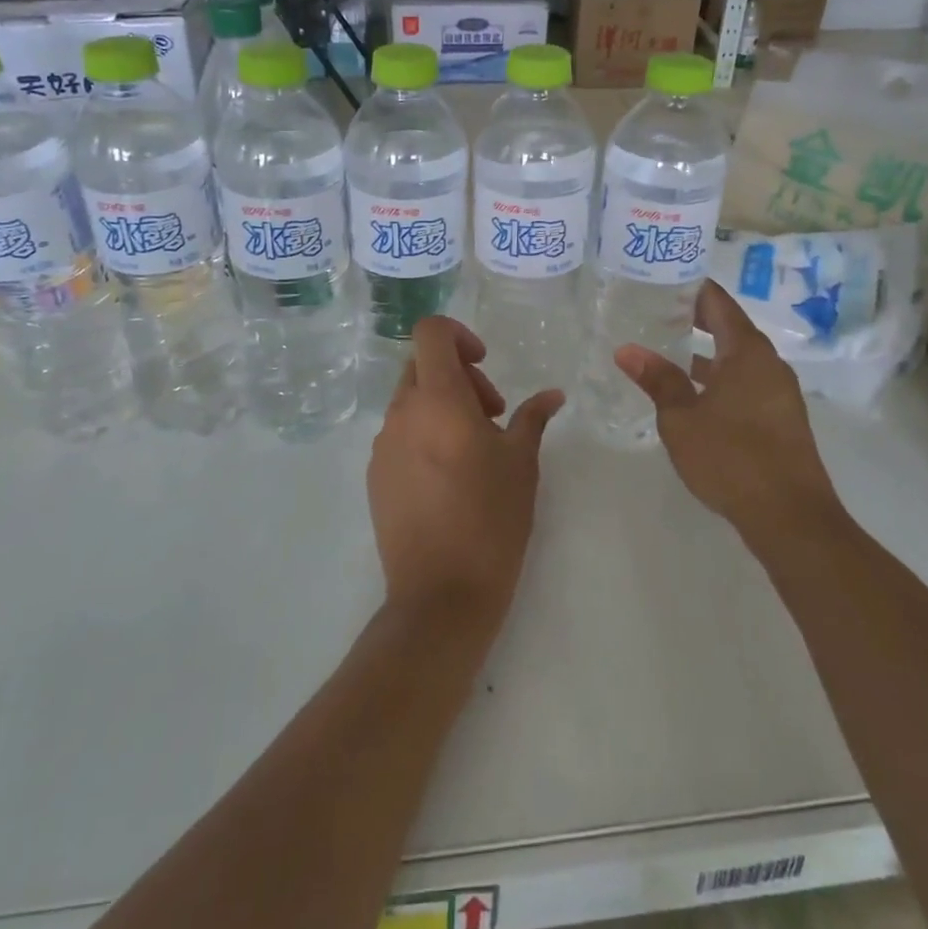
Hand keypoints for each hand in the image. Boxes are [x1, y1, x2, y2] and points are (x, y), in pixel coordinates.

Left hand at [367, 317, 563, 631]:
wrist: (441, 595)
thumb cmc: (491, 519)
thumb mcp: (522, 463)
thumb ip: (533, 418)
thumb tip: (552, 394)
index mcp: (438, 400)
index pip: (430, 333)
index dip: (458, 335)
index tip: (485, 366)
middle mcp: (401, 414)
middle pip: (422, 366)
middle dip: (459, 376)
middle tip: (492, 415)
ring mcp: (382, 446)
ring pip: (410, 402)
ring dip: (442, 407)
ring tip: (474, 451)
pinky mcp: (374, 476)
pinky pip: (399, 435)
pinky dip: (424, 435)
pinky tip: (449, 478)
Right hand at [616, 281, 840, 551]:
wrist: (790, 516)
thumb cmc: (731, 458)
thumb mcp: (682, 419)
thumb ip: (658, 380)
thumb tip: (626, 350)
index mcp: (747, 352)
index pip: (718, 302)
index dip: (692, 288)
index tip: (662, 279)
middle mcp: (768, 363)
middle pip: (730, 327)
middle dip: (696, 318)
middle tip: (656, 311)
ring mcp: (779, 391)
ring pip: (738, 358)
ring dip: (707, 352)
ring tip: (668, 349)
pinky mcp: (781, 417)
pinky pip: (746, 382)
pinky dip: (720, 377)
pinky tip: (694, 393)